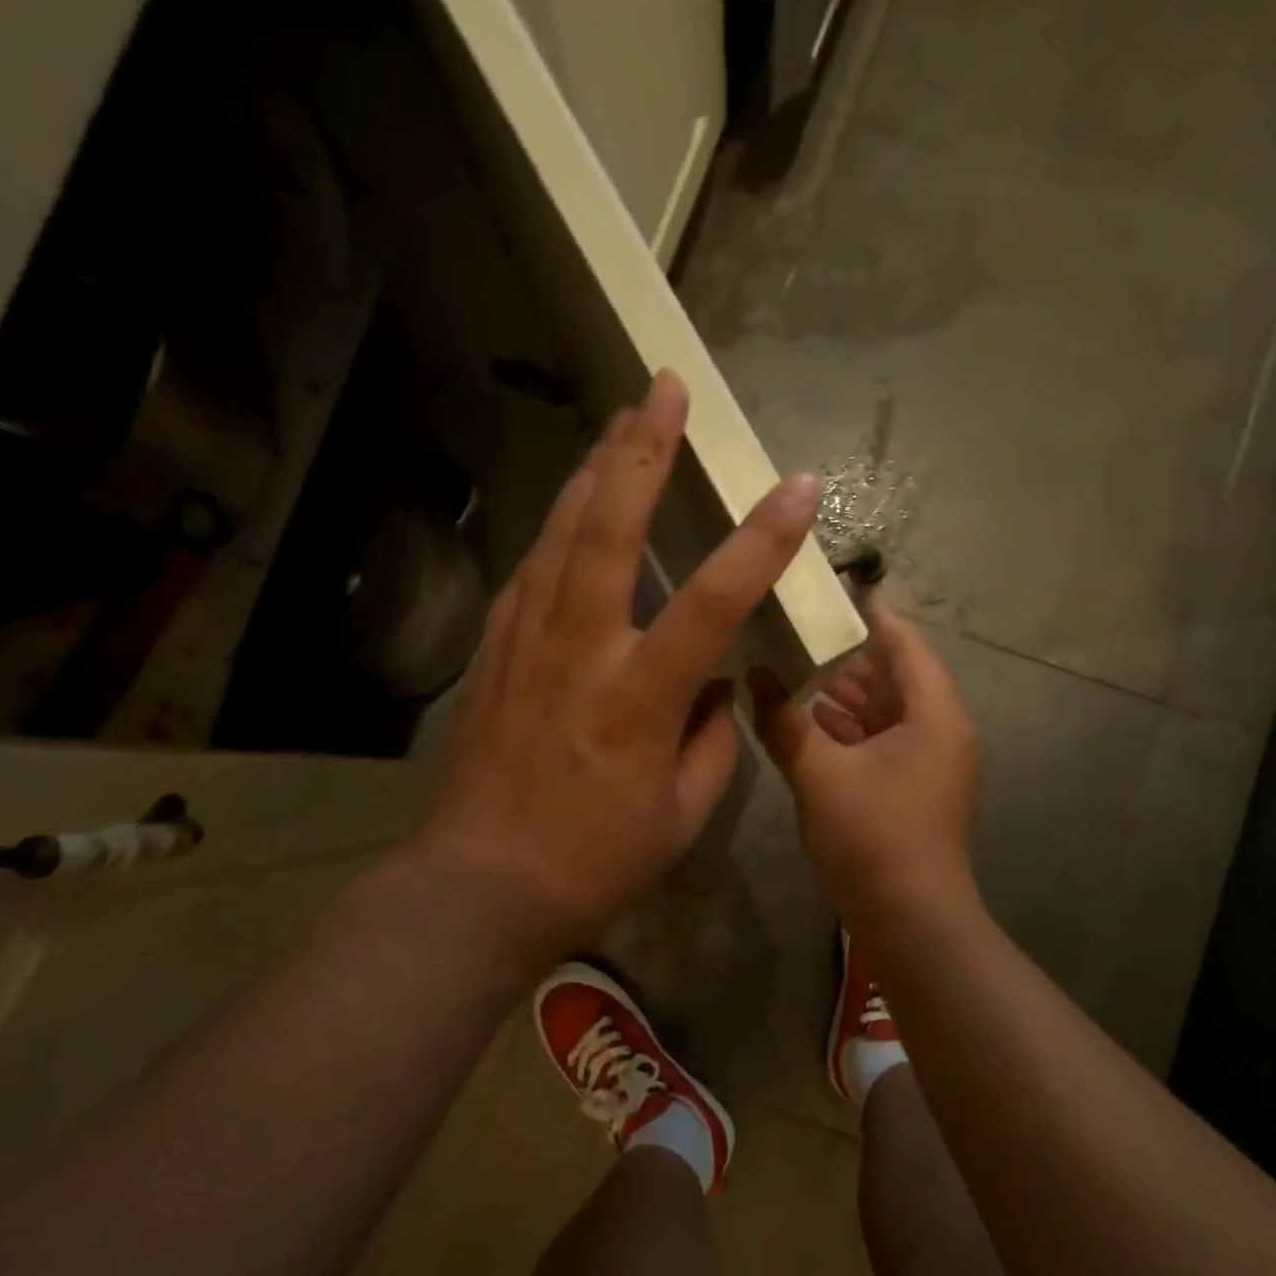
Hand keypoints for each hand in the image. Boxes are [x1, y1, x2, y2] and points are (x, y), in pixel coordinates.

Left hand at [417, 371, 820, 967]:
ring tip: (619, 422)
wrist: (478, 885)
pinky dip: (556, 529)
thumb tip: (718, 687)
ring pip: (560, 535)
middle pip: (609, 529)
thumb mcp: (680, 815)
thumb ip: (712, 740)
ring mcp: (526, 645)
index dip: (761, 539)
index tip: (797, 488)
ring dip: (593, 471)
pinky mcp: (492, 653)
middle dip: (642, 452)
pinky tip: (571, 507)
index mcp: (638, 699)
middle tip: (664, 389)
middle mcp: (580, 653)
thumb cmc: (591, 861)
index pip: (713, 599)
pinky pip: (530, 572)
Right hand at [749, 600, 981, 920]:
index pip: (905, 645)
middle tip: (797, 631)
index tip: (830, 591)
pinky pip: (883, 741)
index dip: (870, 615)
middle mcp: (941, 730)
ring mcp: (930, 762)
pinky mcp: (915, 789)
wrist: (910, 922)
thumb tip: (754, 677)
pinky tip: (807, 722)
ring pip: (886, 711)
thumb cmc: (872, 838)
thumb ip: (783, 722)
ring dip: (844, 694)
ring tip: (793, 670)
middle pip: (896, 676)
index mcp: (933, 715)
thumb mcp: (819, 774)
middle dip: (847, 656)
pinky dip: (850, 729)